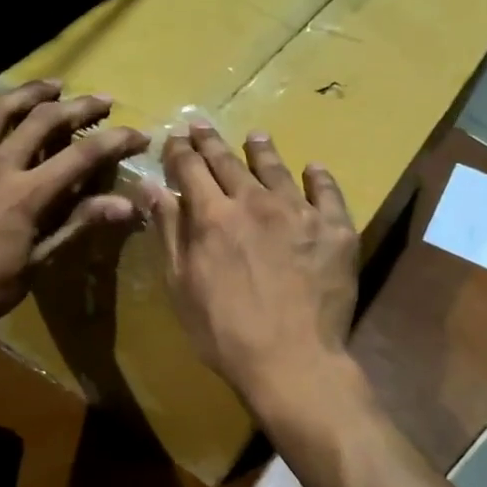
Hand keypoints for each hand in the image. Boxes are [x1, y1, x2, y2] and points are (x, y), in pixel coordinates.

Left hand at [0, 81, 148, 336]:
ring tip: (49, 85)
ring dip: (24, 94)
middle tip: (102, 100)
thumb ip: (78, 224)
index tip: (139, 135)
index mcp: (27, 192)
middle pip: (42, 121)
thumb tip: (126, 205)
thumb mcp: (40, 260)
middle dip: (77, 107)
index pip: (81, 156)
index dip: (115, 142)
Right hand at [145, 123, 358, 406]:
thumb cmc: (223, 331)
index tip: (174, 137)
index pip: (191, 169)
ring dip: (261, 150)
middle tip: (202, 126)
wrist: (291, 361)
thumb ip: (169, 231)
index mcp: (213, 215)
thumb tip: (151, 187)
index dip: (180, 151)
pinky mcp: (335, 230)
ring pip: (277, 170)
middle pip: (229, 162)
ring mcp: (300, 213)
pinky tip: (313, 169)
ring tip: (255, 136)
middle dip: (212, 142)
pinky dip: (318, 177)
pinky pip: (327, 193)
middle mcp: (255, 202)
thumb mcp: (181, 284)